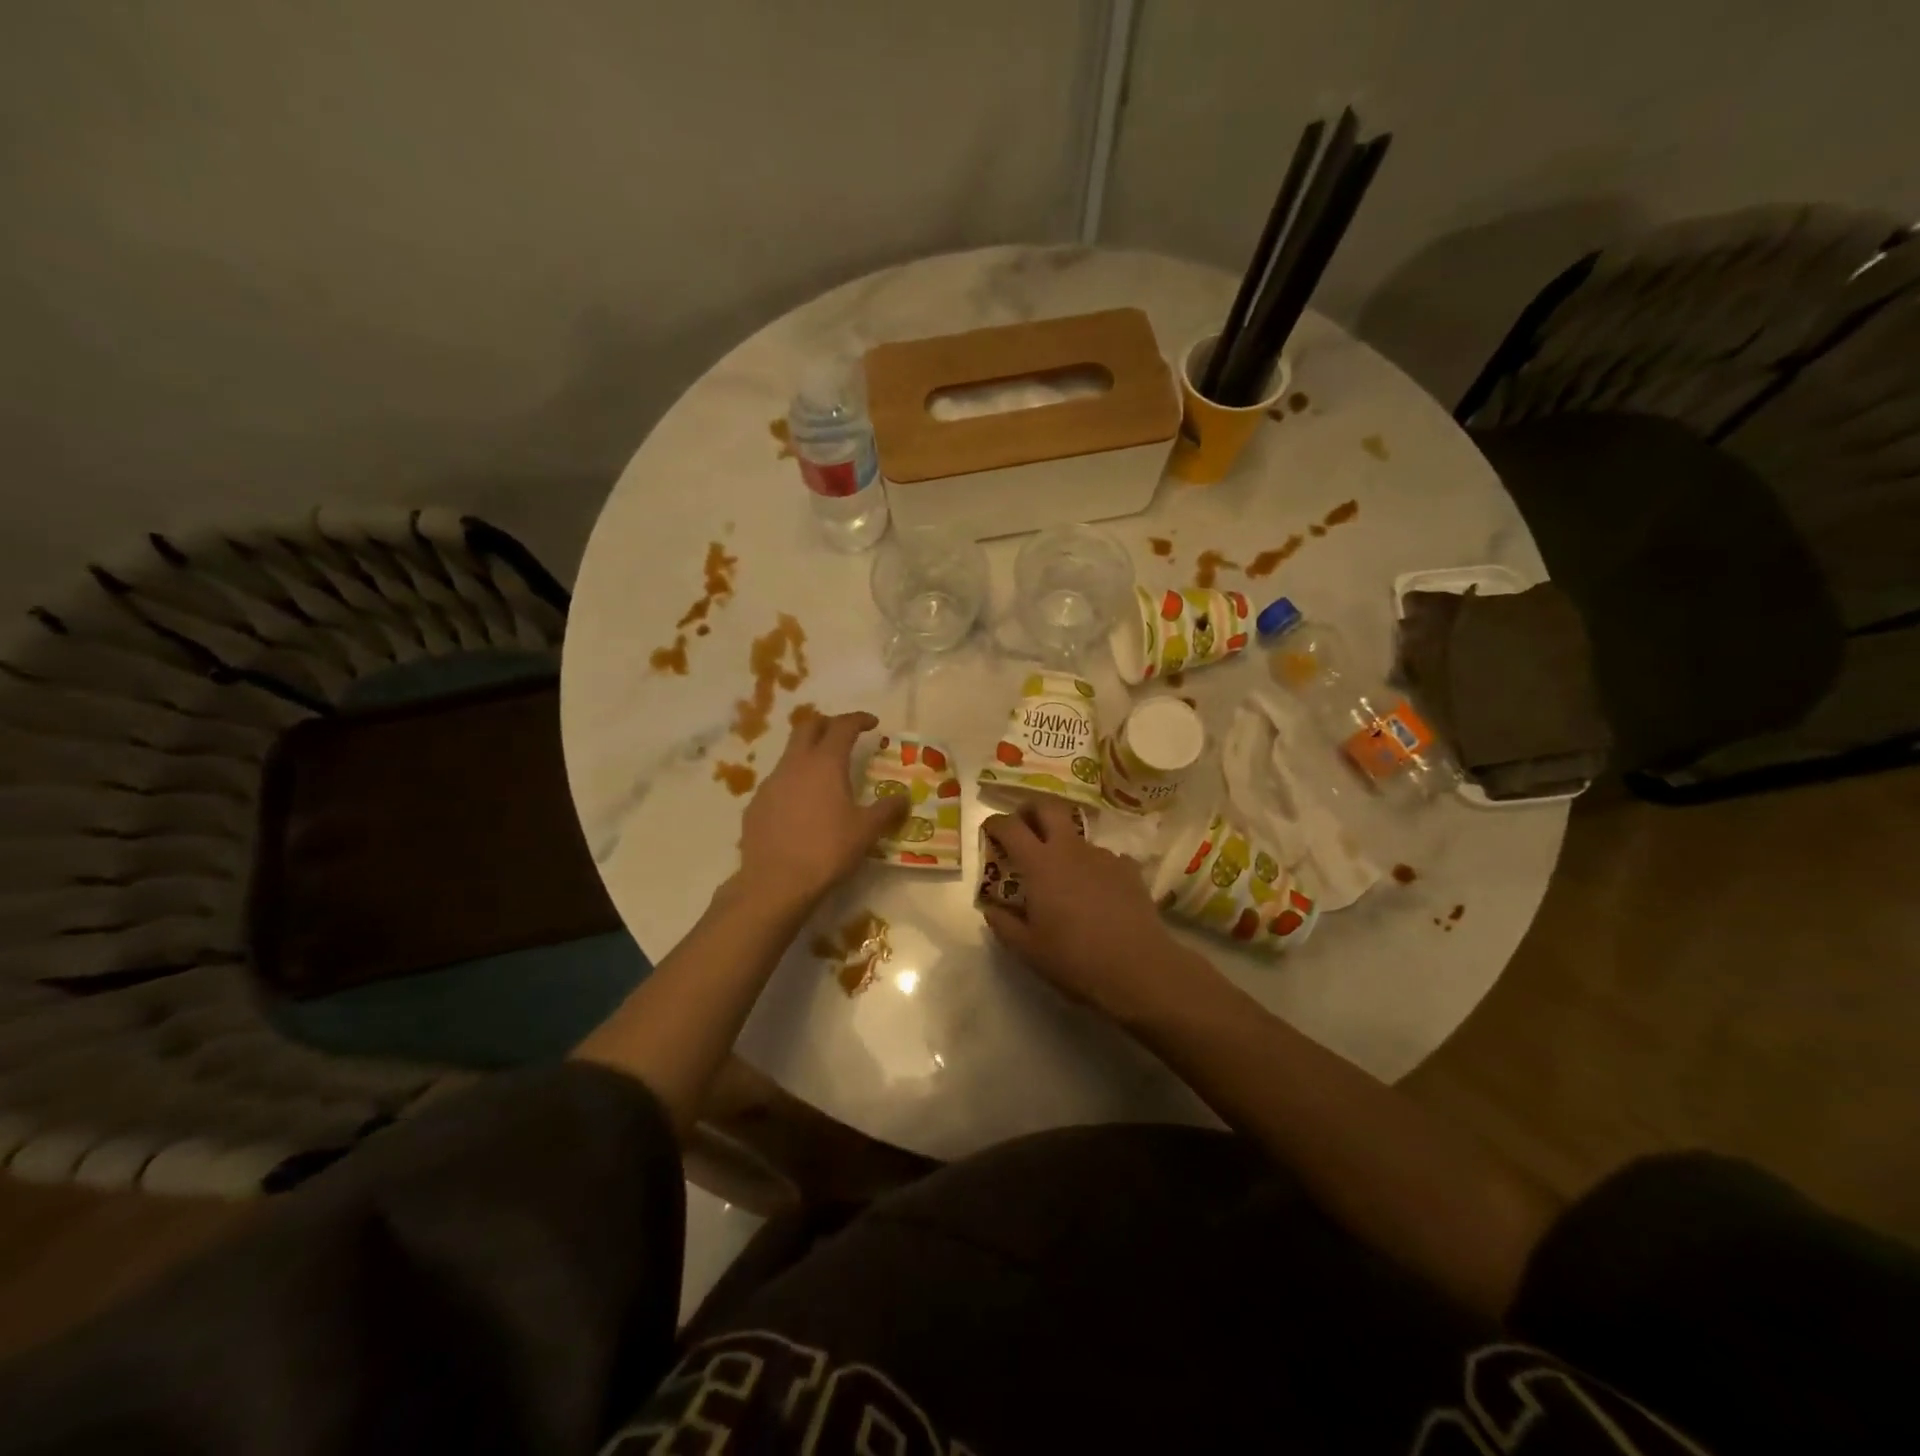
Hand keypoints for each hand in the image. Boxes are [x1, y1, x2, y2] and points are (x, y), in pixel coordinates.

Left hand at [739, 710, 906, 904]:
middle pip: (808, 727)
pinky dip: (794, 782)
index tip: (872, 723)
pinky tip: (802, 806)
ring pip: (790, 754)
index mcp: (825, 763)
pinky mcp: (756, 804)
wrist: (775, 883)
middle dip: (828, 724)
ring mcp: (770, 783)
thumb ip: (887, 810)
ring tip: (825, 775)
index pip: (842, 726)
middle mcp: (795, 764)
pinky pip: (778, 782)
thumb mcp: (866, 831)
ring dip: (809, 754)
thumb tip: (903, 797)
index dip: (858, 719)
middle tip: (845, 736)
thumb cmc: (827, 851)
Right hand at [979, 798, 1217, 1024]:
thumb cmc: (1074, 958)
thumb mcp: (1028, 949)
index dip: (995, 823)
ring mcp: (1103, 855)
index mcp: (1040, 864)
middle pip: (1048, 807)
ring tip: (1063, 875)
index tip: (988, 830)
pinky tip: (1096, 890)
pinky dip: (1093, 866)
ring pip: (1076, 835)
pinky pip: (1104, 857)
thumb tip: (991, 909)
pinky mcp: (1128, 868)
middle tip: (1023, 826)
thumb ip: (1003, 924)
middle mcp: (1070, 849)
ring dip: (1063, 844)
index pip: (1010, 827)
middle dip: (1031, 809)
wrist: (1138, 968)